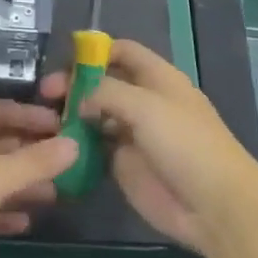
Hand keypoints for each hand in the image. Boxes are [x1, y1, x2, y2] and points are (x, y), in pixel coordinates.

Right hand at [39, 39, 257, 256]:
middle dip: (76, 84)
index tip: (64, 59)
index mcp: (157, 78)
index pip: (122, 51)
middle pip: (104, 82)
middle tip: (46, 94)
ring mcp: (134, 134)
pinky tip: (55, 145)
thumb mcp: (145, 106)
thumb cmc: (185, 144)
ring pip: (96, 115)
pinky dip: (77, 144)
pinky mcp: (125, 165)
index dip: (95, 51)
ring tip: (43, 120)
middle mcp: (144, 101)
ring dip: (73, 114)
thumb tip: (79, 99)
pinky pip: (96, 148)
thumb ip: (106, 92)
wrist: (214, 206)